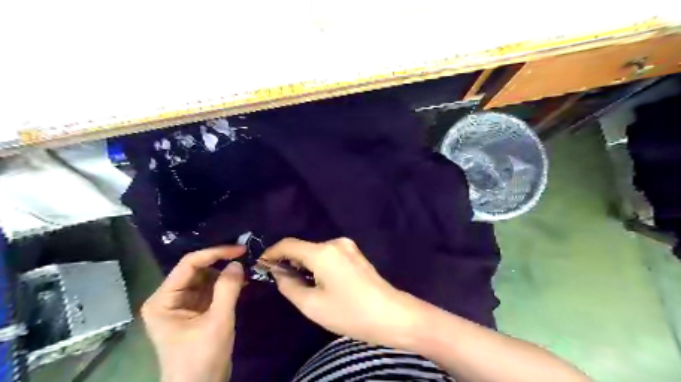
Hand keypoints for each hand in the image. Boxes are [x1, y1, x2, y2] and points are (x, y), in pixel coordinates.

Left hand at [141, 244, 247, 381]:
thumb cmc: (202, 357)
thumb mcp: (218, 321)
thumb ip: (227, 289)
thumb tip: (237, 263)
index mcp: (163, 300)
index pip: (189, 264)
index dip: (215, 253)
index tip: (240, 250)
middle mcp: (169, 298)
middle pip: (197, 269)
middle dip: (221, 262)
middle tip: (246, 256)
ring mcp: (182, 304)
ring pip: (206, 278)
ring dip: (226, 273)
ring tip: (247, 269)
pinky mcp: (195, 311)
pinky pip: (211, 290)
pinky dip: (227, 285)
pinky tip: (243, 282)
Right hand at [261, 237, 417, 347]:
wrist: (391, 315)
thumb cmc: (350, 312)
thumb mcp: (312, 305)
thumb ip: (289, 285)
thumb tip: (279, 272)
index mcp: (323, 252)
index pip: (289, 244)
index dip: (272, 253)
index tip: (261, 265)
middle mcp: (335, 243)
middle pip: (303, 247)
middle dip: (289, 261)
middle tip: (279, 279)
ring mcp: (348, 247)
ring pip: (316, 252)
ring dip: (304, 264)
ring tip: (298, 283)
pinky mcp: (355, 254)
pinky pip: (329, 255)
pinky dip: (318, 264)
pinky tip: (318, 280)